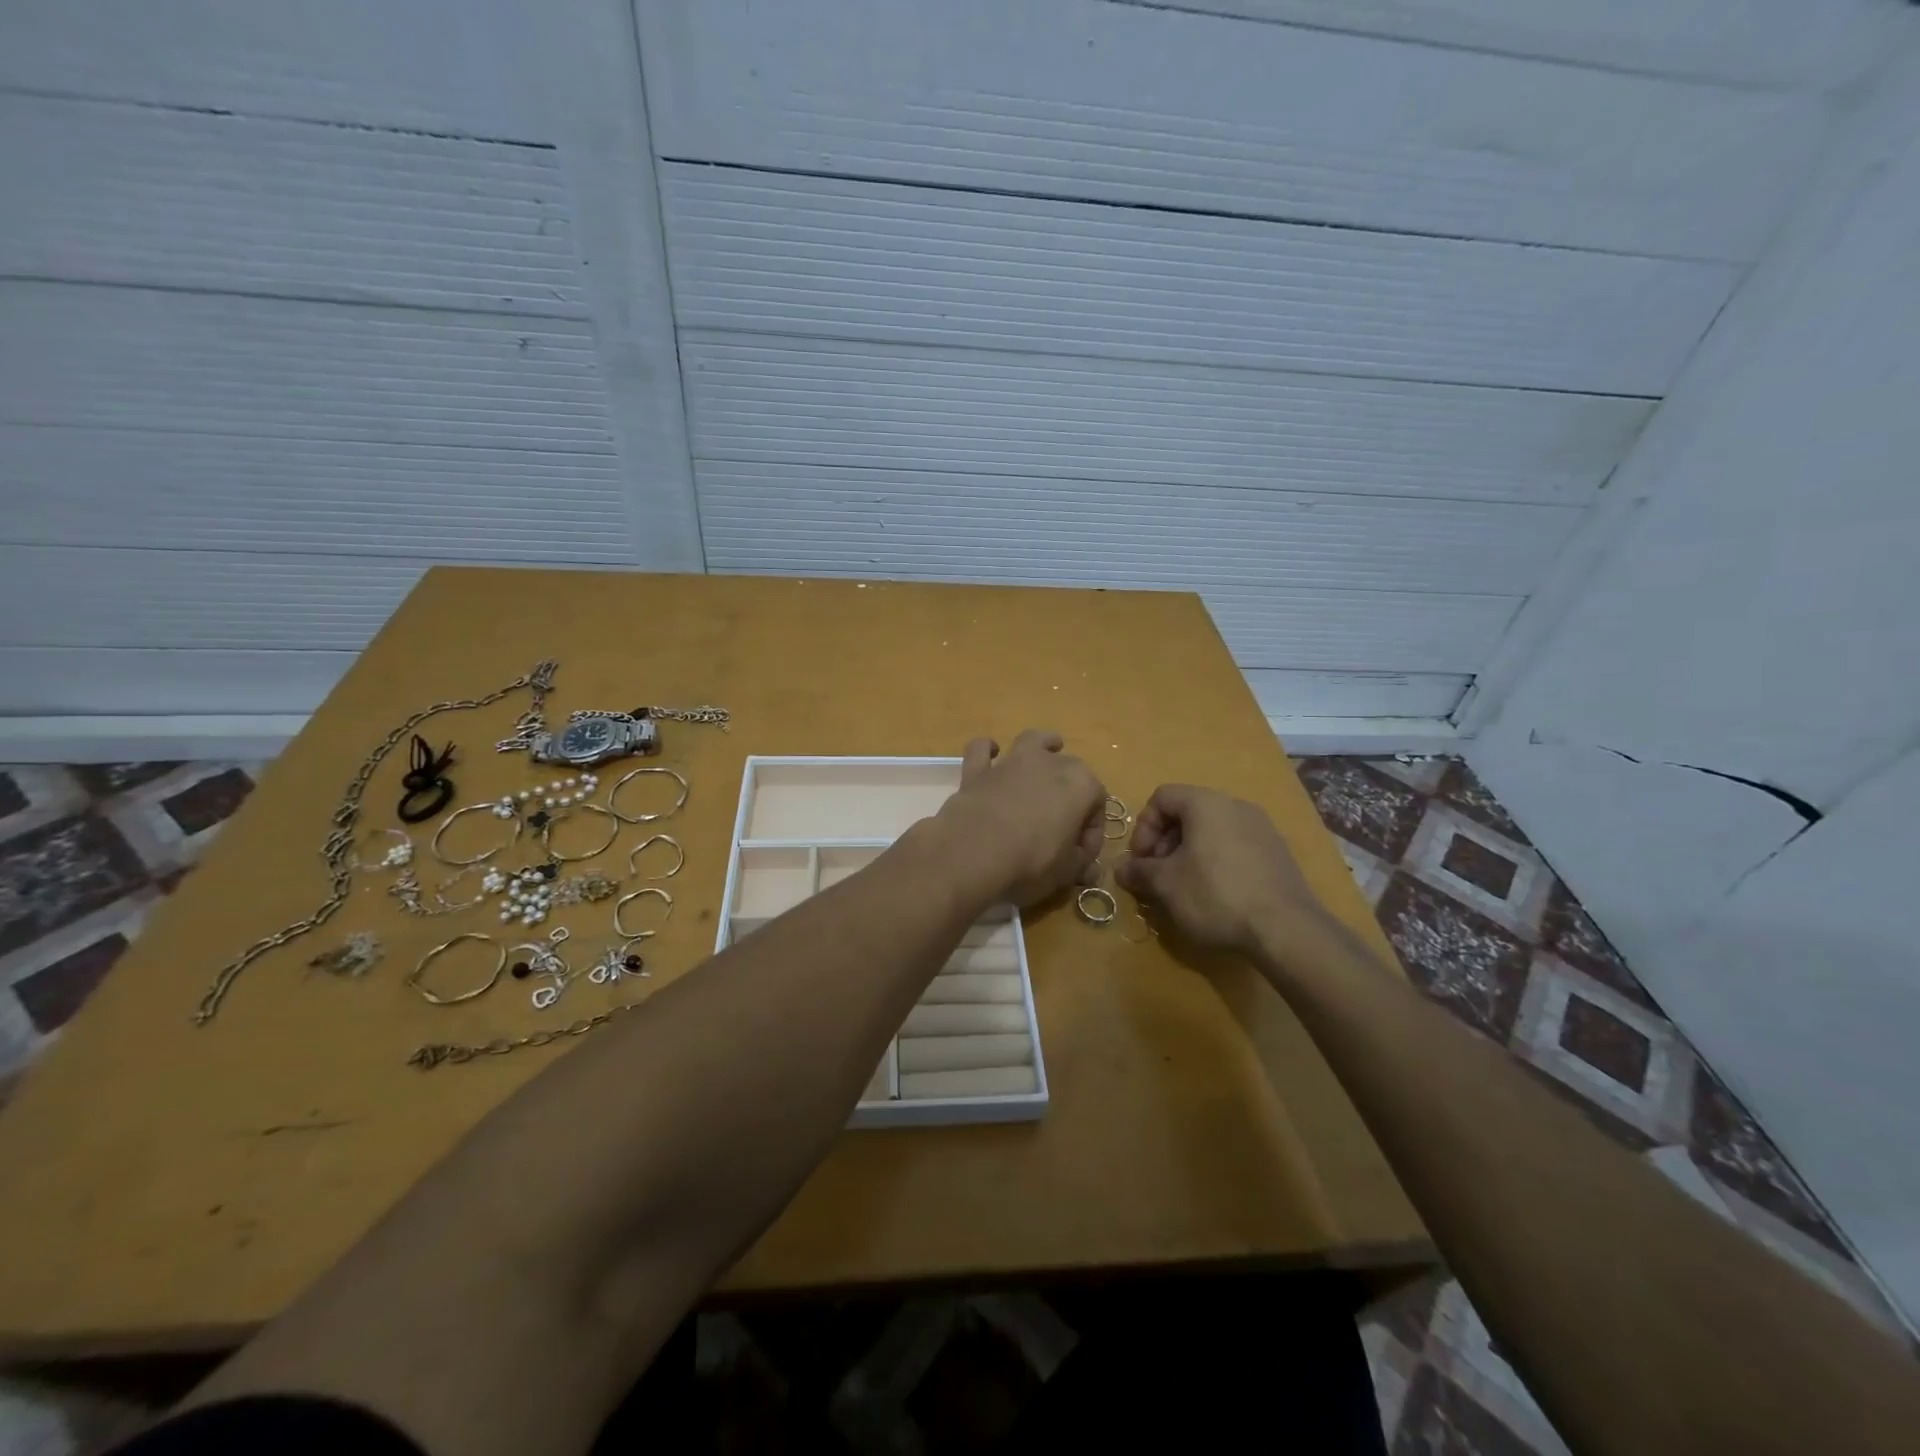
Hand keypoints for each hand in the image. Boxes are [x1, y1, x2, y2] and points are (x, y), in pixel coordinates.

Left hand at [936, 731, 1106, 905]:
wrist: (974, 853)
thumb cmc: (1032, 861)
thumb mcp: (1066, 872)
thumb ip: (1080, 864)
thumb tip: (1089, 870)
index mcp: (1081, 784)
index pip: (1097, 803)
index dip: (1093, 832)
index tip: (1083, 857)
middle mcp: (1050, 764)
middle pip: (1071, 771)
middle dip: (1072, 794)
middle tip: (1063, 826)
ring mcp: (1012, 763)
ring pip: (1033, 741)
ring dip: (1043, 744)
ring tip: (1049, 749)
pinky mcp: (978, 771)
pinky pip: (983, 750)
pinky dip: (987, 749)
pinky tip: (992, 752)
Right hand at [1114, 784, 1326, 956]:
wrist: (1286, 929)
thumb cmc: (1215, 895)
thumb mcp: (1165, 885)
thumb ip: (1139, 872)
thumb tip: (1121, 870)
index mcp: (1206, 803)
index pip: (1162, 797)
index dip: (1143, 826)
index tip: (1141, 860)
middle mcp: (1236, 806)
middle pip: (1188, 813)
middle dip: (1165, 842)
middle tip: (1158, 875)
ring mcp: (1262, 829)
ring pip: (1212, 831)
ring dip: (1189, 854)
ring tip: (1183, 888)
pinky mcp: (1278, 854)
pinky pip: (1235, 847)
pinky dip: (1216, 863)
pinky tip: (1215, 896)